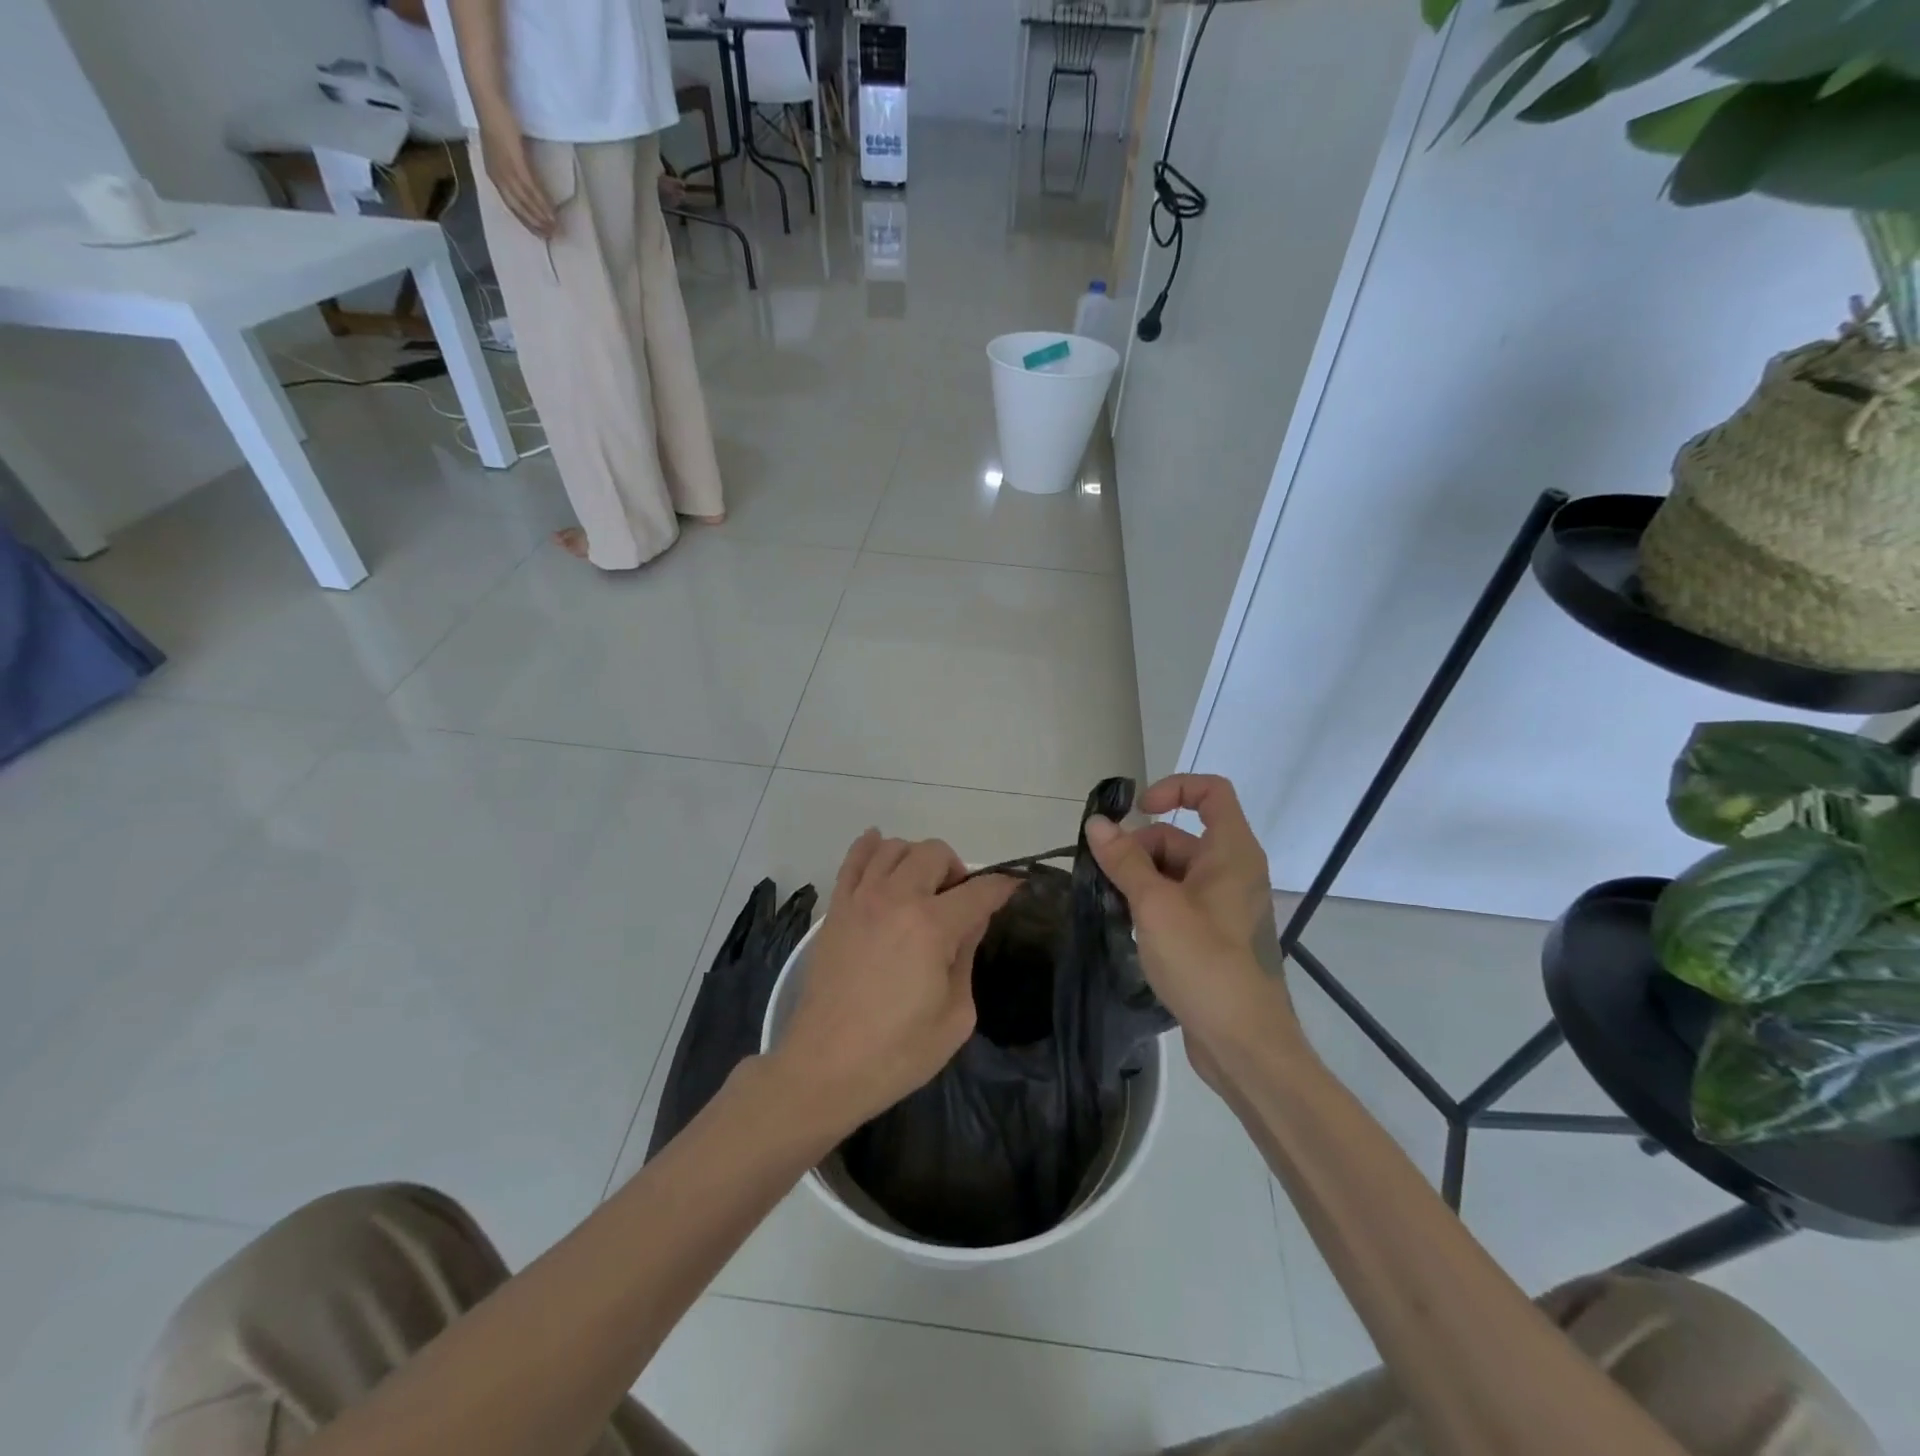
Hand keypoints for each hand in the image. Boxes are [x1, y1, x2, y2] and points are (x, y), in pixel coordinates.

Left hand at [478, 113, 556, 236]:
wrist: (489, 100)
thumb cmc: (496, 120)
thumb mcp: (503, 148)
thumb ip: (512, 164)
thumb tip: (526, 181)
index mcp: (494, 173)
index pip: (510, 204)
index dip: (525, 220)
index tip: (539, 233)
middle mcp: (498, 175)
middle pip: (518, 207)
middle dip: (534, 223)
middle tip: (550, 235)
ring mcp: (506, 169)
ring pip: (525, 201)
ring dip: (540, 217)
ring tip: (554, 228)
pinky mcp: (515, 163)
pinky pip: (530, 190)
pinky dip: (541, 204)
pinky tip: (551, 213)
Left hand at [771, 832, 1017, 1135]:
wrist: (824, 1068)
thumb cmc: (898, 1052)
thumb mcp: (955, 1016)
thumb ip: (966, 958)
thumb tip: (969, 923)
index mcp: (932, 926)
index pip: (980, 890)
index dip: (1003, 887)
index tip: (1014, 888)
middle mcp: (896, 898)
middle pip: (935, 853)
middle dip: (957, 871)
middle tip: (959, 904)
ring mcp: (861, 899)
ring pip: (895, 847)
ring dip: (917, 859)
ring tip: (922, 888)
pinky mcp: (836, 909)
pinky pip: (853, 858)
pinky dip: (870, 846)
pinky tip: (879, 846)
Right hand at [1083, 775, 1296, 1082]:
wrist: (1243, 1042)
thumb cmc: (1204, 962)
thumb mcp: (1156, 905)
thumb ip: (1124, 861)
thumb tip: (1097, 823)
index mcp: (1232, 852)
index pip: (1212, 792)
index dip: (1174, 788)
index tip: (1137, 812)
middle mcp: (1233, 871)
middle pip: (1181, 835)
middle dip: (1140, 848)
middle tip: (1106, 877)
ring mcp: (1224, 904)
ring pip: (1175, 870)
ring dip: (1140, 878)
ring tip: (1112, 905)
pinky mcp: (1214, 934)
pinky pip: (1178, 900)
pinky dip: (1151, 902)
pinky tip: (1127, 925)